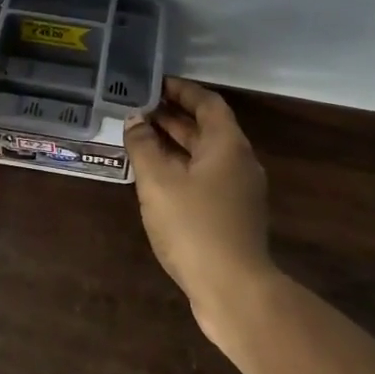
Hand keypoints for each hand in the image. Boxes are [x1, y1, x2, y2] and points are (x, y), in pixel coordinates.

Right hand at [125, 77, 277, 332]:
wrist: (234, 289)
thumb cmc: (194, 226)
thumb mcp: (158, 181)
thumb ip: (143, 146)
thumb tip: (135, 120)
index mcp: (227, 145)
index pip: (207, 103)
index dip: (182, 91)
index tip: (154, 84)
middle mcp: (239, 162)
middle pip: (207, 129)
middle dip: (174, 117)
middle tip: (140, 109)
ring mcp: (239, 192)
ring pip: (205, 156)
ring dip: (175, 144)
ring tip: (141, 139)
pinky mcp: (233, 216)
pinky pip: (205, 179)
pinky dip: (182, 169)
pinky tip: (156, 179)